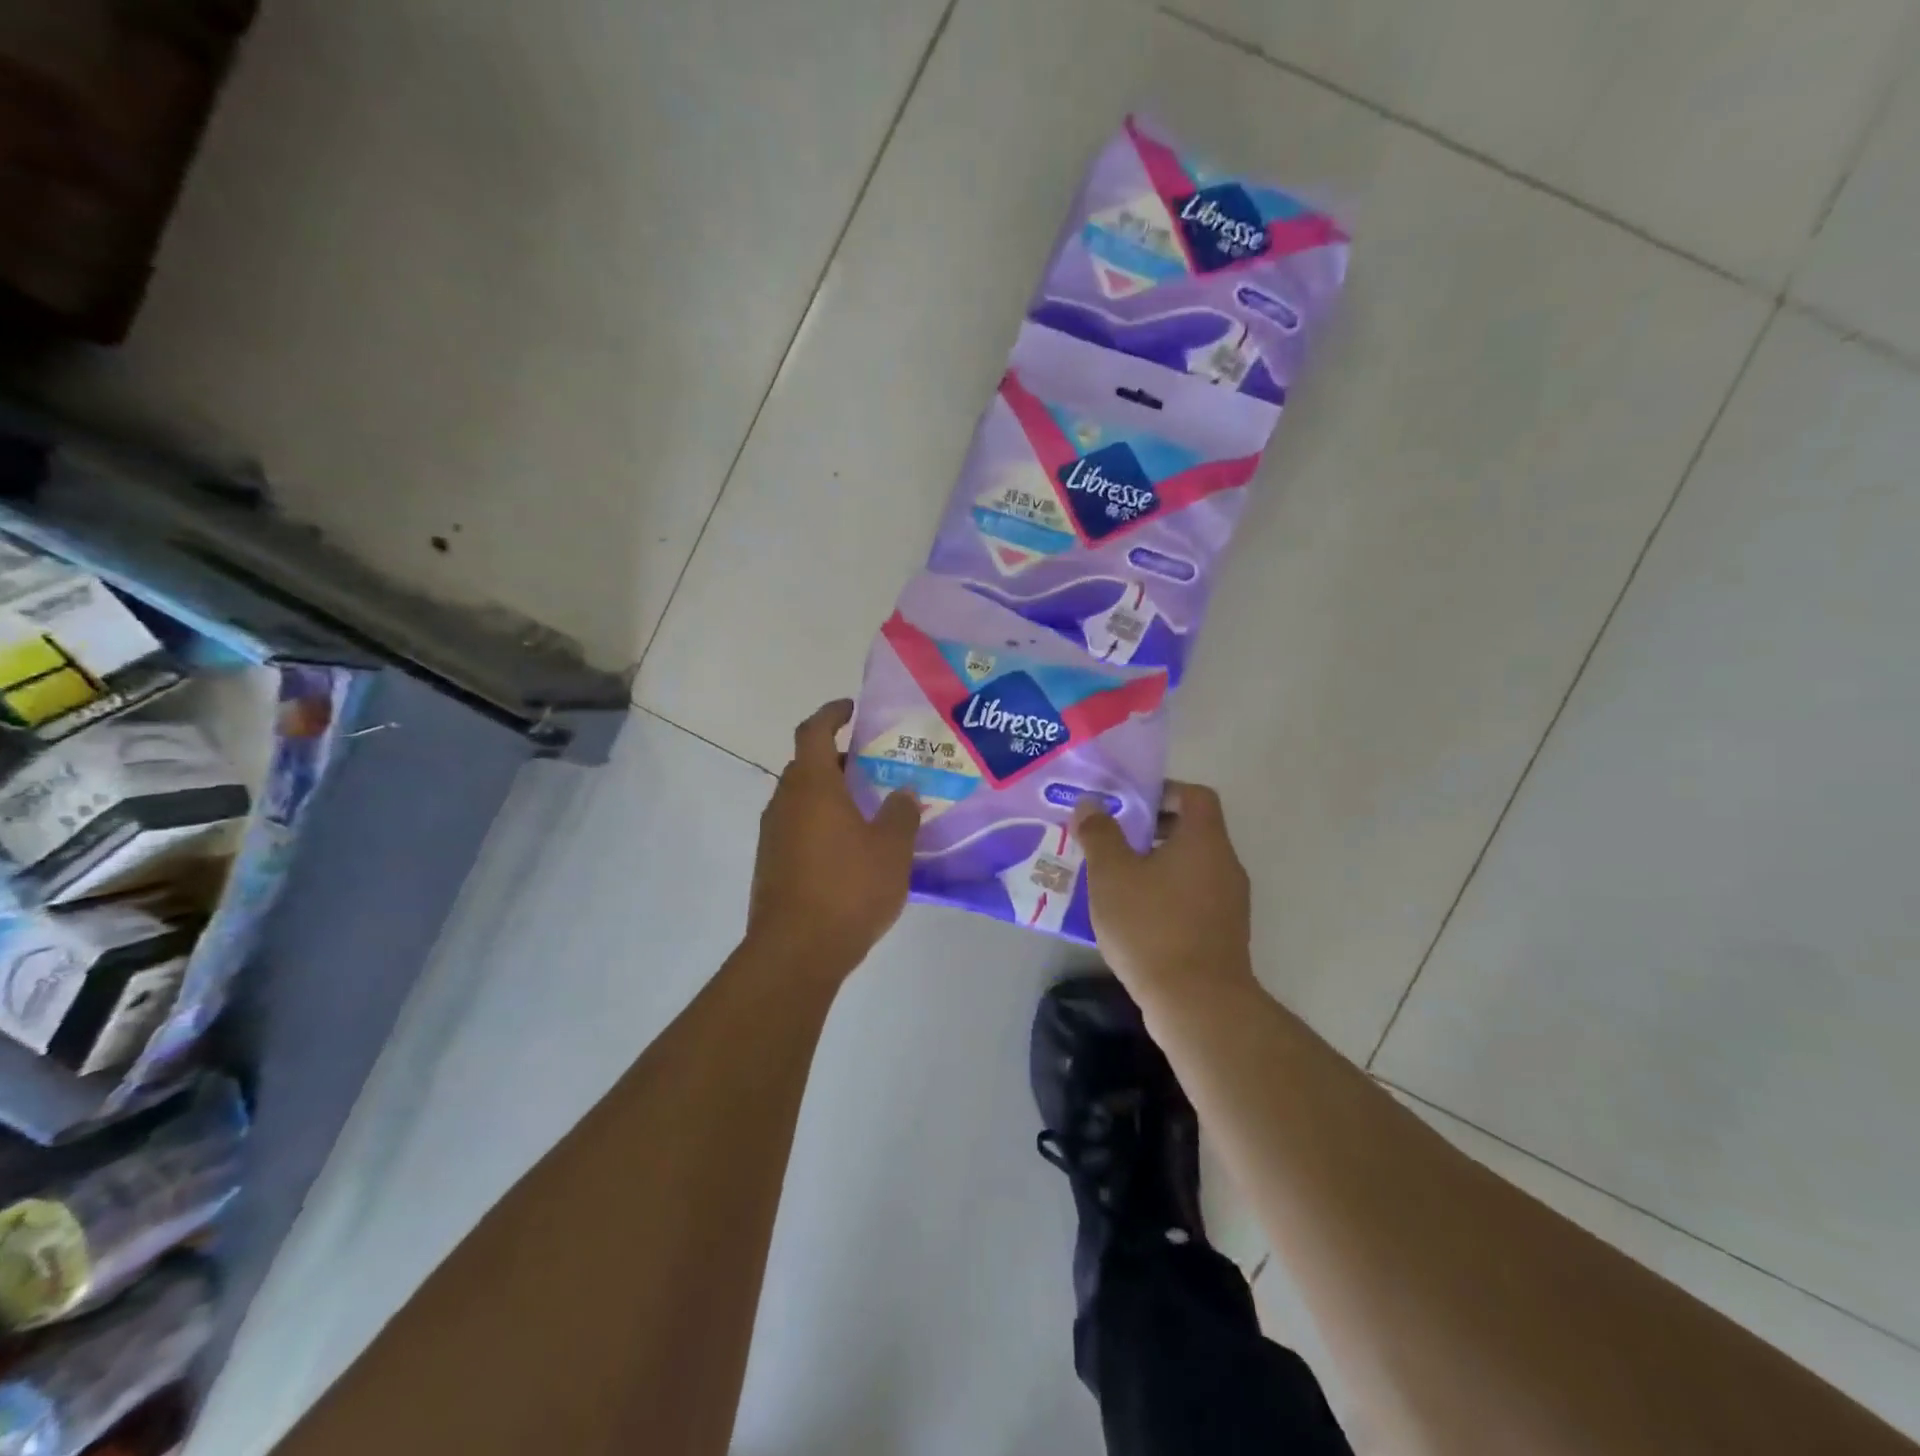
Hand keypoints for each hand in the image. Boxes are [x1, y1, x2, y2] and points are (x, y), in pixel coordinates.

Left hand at [746, 700, 919, 978]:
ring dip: (830, 795)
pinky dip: (821, 824)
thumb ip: (901, 813)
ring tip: (869, 809)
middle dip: (838, 759)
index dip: (831, 713)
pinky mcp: (771, 865)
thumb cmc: (848, 888)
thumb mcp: (891, 849)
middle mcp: (785, 802)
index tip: (852, 709)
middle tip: (874, 767)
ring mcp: (773, 835)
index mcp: (811, 786)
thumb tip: (903, 792)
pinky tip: (850, 849)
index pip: (813, 730)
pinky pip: (798, 828)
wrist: (796, 951)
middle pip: (806, 765)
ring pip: (801, 799)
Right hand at [1072, 781, 1257, 1006]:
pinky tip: (1134, 916)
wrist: (1197, 1004)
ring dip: (1156, 865)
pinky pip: (1193, 898)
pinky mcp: (1224, 934)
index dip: (1163, 791)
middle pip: (1193, 830)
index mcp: (1204, 840)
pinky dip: (1166, 895)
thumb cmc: (1152, 926)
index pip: (1195, 795)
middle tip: (1113, 840)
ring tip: (1116, 880)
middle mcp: (1225, 865)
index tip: (1129, 805)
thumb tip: (1091, 804)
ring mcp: (1229, 902)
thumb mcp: (1112, 874)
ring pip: (1191, 867)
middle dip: (1152, 830)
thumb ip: (1100, 834)